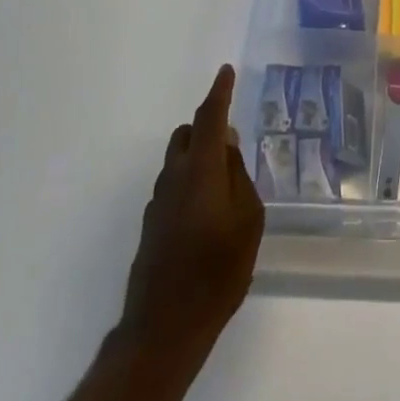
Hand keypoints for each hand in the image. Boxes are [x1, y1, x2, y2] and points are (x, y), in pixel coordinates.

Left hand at [119, 65, 264, 362]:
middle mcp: (174, 177)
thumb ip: (237, 175)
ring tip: (224, 180)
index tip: (226, 71)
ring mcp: (158, 202)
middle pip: (188, 134)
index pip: (209, 117)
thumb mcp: (247, 219)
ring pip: (178, 160)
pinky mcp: (152, 226)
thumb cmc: (217, 271)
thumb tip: (227, 143)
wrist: (164, 329)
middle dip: (207, 126)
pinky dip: (191, 182)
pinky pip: (174, 186)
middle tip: (232, 138)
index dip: (219, 92)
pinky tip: (207, 212)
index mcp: (200, 168)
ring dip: (198, 156)